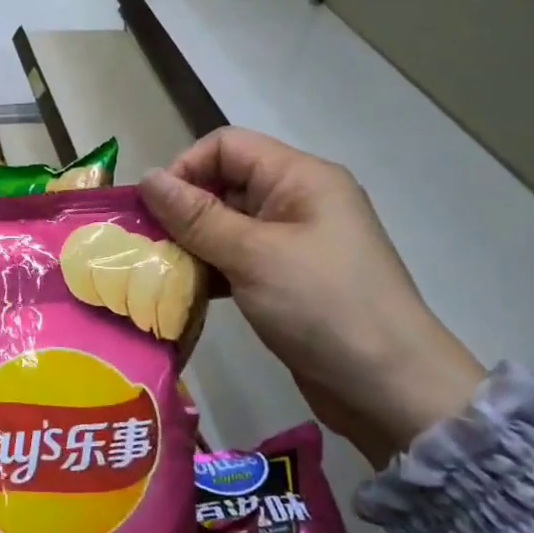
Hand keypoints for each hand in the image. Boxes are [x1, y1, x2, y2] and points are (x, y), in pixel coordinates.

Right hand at [139, 128, 483, 465]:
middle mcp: (297, 201)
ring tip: (158, 272)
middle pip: (224, 183)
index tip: (153, 210)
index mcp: (300, 178)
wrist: (388, 387)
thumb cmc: (322, 306)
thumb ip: (196, 216)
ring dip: (191, 244)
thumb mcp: (253, 255)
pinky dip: (209, 270)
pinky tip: (184, 292)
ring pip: (226, 225)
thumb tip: (146, 176)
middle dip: (182, 210)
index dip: (185, 167)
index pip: (227, 145)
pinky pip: (236, 259)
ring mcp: (294, 242)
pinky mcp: (287, 279)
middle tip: (145, 246)